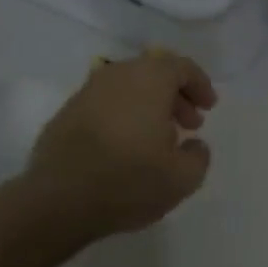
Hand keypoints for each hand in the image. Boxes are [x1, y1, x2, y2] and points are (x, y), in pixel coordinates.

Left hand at [25, 51, 216, 241]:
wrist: (59, 200)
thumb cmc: (129, 181)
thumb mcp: (183, 178)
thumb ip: (199, 155)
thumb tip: (193, 144)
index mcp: (148, 80)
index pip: (180, 66)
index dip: (199, 85)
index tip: (208, 108)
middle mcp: (116, 76)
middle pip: (153, 73)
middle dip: (175, 96)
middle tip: (189, 125)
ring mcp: (86, 93)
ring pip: (127, 88)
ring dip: (149, 107)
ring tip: (159, 140)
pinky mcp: (66, 114)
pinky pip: (105, 105)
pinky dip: (123, 117)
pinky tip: (127, 148)